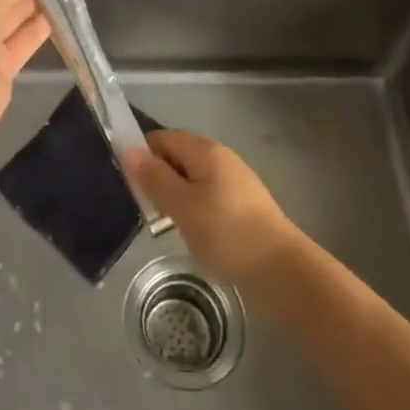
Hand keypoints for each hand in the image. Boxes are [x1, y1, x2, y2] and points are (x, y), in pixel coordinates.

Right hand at [122, 131, 302, 291]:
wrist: (281, 271)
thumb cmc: (226, 233)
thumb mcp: (181, 205)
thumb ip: (154, 177)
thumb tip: (128, 149)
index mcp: (206, 151)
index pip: (163, 138)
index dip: (143, 156)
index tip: (130, 184)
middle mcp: (222, 159)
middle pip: (178, 158)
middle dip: (158, 179)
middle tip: (146, 209)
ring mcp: (235, 184)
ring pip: (193, 181)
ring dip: (176, 198)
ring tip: (165, 226)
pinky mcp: (243, 208)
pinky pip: (208, 199)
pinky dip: (194, 212)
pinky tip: (192, 235)